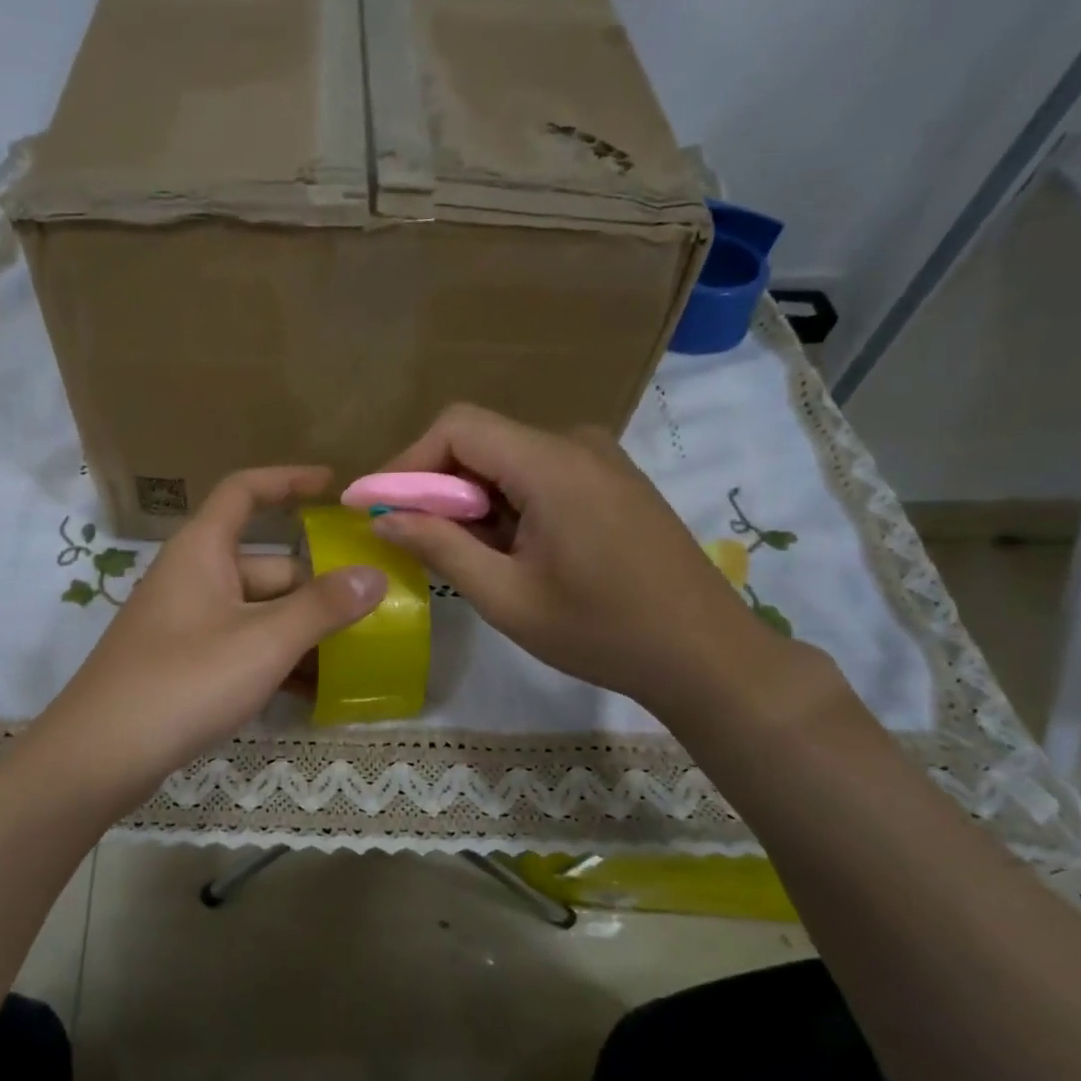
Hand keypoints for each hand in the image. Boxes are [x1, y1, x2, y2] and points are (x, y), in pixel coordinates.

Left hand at [31, 467, 386, 803]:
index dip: (289, 481)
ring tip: (353, 655)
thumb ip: (322, 607)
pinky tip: (310, 691)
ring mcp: (185, 623)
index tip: (334, 486)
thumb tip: (374, 575)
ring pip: (255, 612)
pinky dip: (272, 660)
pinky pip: (239, 646)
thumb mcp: (263, 642)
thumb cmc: (184, 681)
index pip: (245, 492)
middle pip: (265, 565)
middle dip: (315, 587)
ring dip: (299, 630)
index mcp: (202, 551)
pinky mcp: (182, 663)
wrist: (100, 755)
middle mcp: (192, 577)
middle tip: (370, 609)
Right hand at [371, 405, 792, 718]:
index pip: (458, 427)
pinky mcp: (611, 481)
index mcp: (551, 464)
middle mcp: (576, 444)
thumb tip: (384, 517)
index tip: (376, 507)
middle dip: (436, 487)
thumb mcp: (506, 597)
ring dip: (472, 500)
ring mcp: (600, 460)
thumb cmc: (601, 632)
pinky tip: (511, 552)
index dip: (406, 461)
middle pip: (481, 441)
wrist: (704, 653)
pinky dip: (506, 504)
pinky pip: (538, 474)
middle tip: (413, 540)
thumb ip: (440, 547)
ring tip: (467, 557)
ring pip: (507, 459)